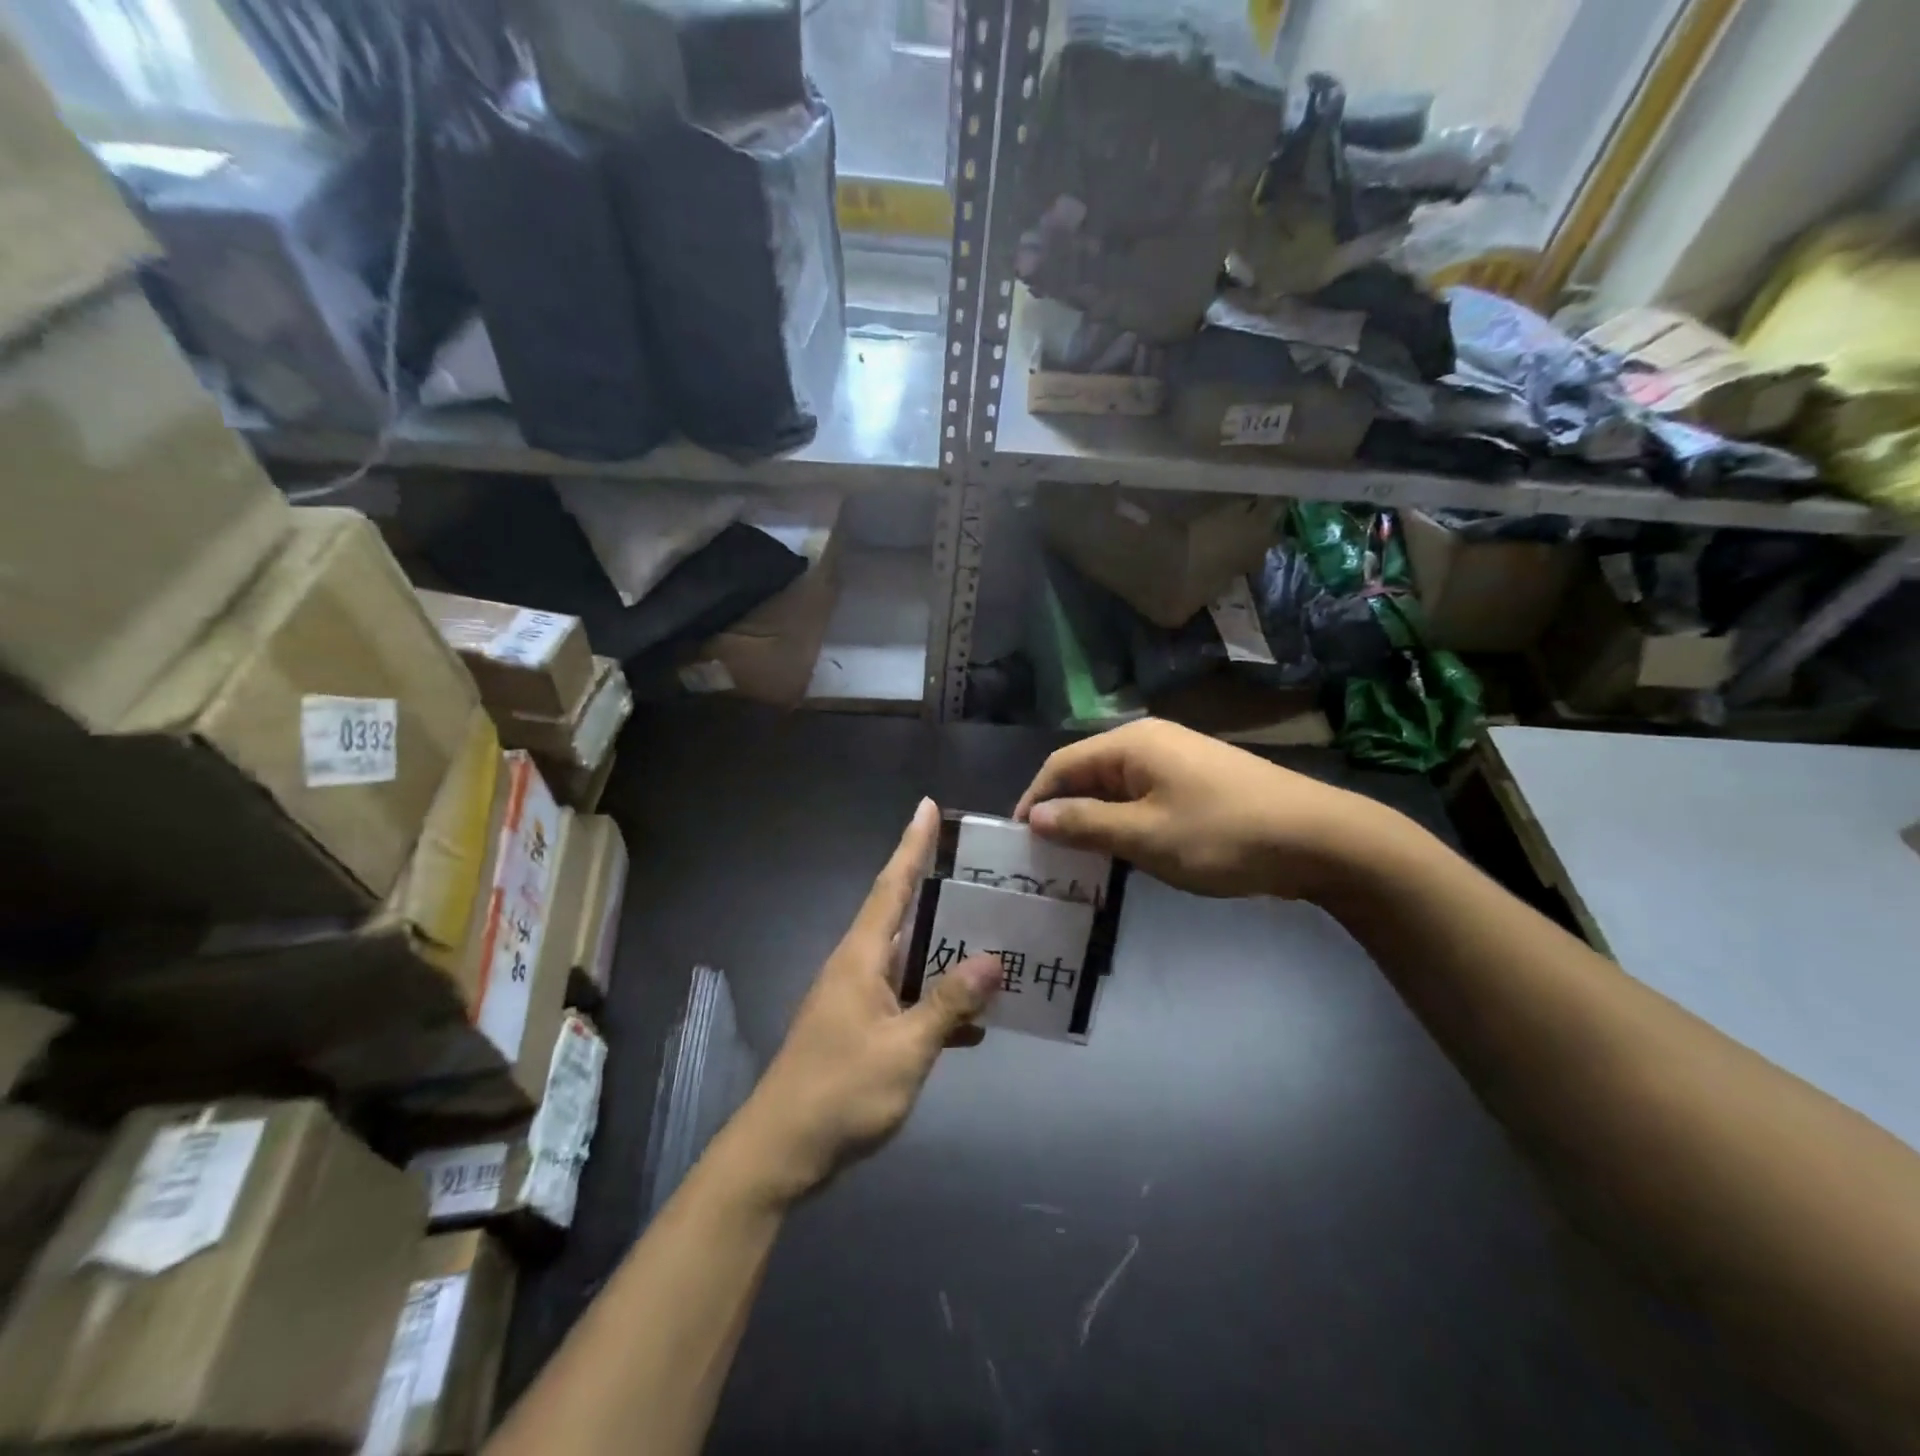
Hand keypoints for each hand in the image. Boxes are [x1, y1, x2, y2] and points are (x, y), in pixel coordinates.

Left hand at [730, 799, 999, 1204]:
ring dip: (945, 951)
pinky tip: (974, 1021)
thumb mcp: (905, 1049)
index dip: (911, 845)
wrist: (781, 1153)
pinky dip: (938, 1003)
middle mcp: (857, 967)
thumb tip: (994, 959)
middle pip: (903, 915)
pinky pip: (907, 1000)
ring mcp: (857, 1000)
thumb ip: (949, 1004)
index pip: (891, 885)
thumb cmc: (840, 1091)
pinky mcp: (861, 1030)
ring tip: (993, 938)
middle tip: (984, 875)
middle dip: (939, 891)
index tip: (926, 806)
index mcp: (861, 956)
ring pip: (910, 960)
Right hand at [1013, 718, 1388, 900]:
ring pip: (1116, 789)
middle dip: (1062, 812)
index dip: (1034, 799)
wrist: (1320, 839)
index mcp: (1132, 743)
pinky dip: (1124, 823)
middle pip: (1087, 773)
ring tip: (1075, 861)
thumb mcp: (1145, 835)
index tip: (1016, 839)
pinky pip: (1143, 798)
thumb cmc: (1222, 834)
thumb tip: (1034, 816)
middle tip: (1042, 856)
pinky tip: (1122, 854)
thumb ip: (1085, 824)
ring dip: (1093, 821)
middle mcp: (1150, 742)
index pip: (1062, 765)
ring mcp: (1178, 761)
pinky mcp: (1198, 783)